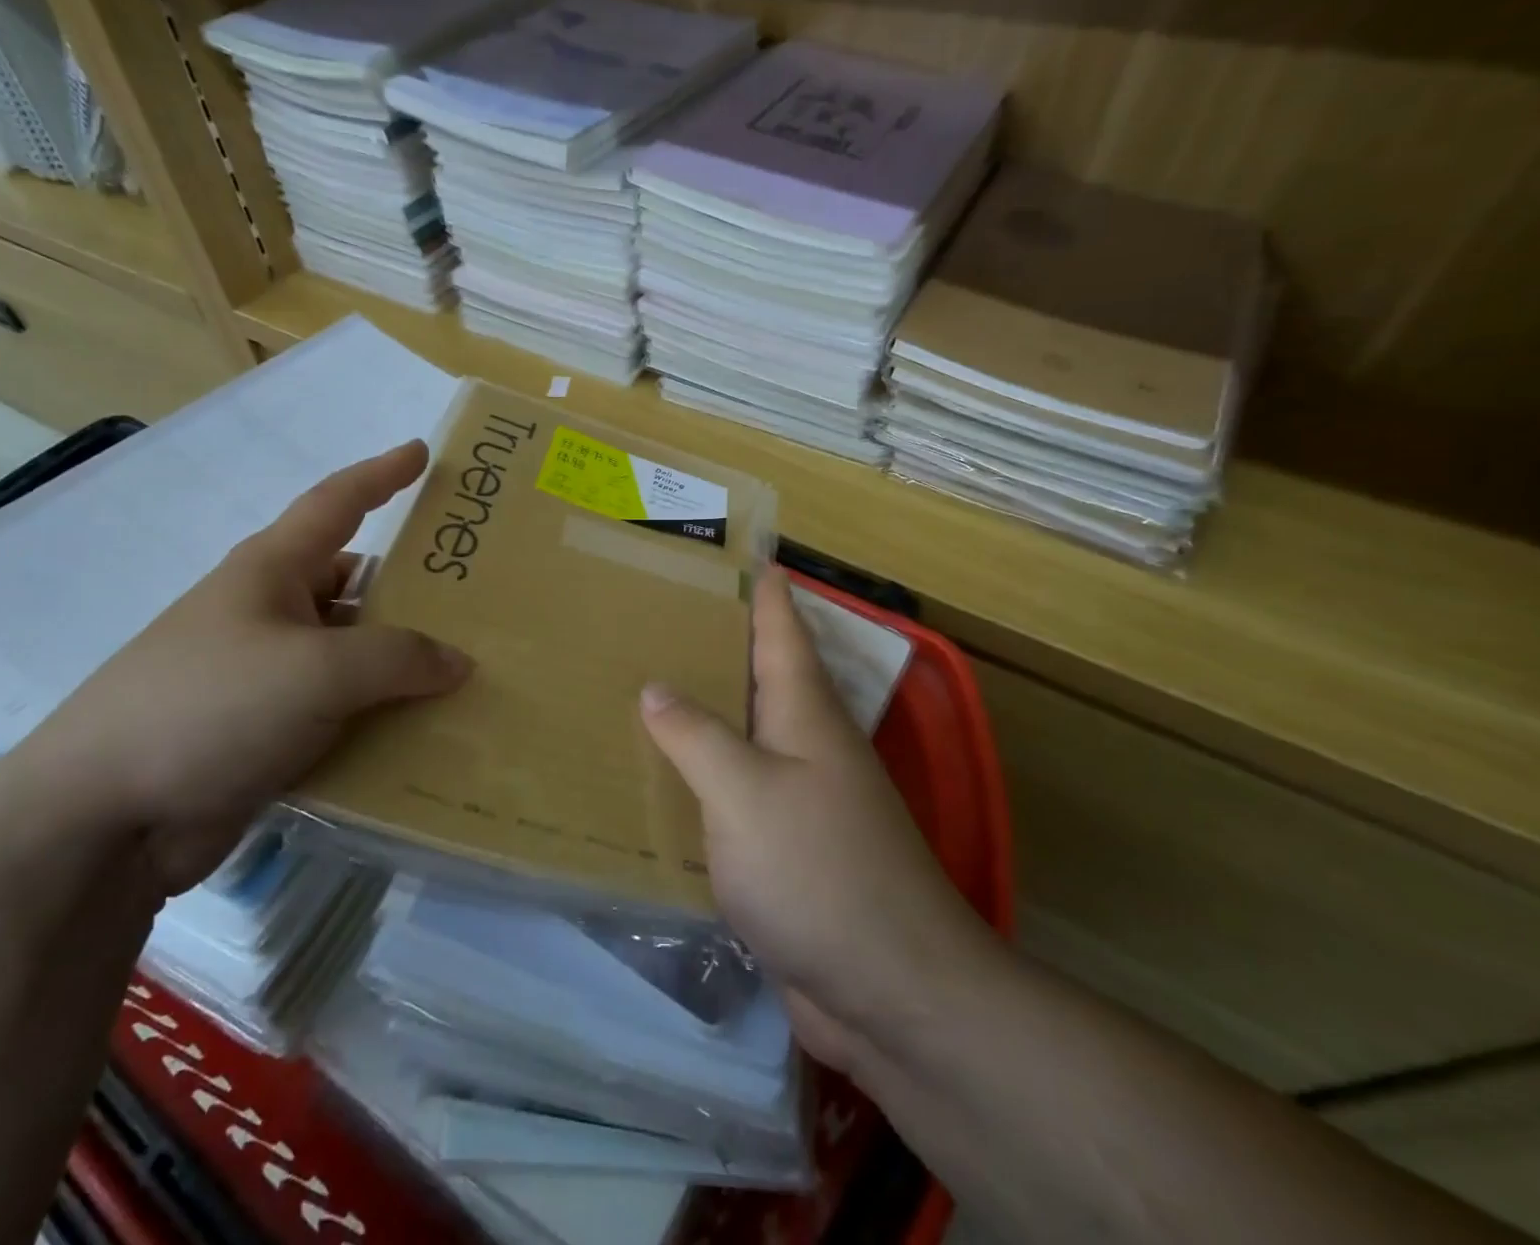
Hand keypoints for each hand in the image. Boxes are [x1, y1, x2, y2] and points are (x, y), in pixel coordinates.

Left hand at [16, 441, 472, 893]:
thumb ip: (398, 658)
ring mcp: (270, 676)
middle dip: (414, 589)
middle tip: (480, 596)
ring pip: (355, 656)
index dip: (382, 474)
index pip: (337, 502)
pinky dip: (382, 718)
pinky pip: (344, 713)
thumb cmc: (210, 706)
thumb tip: (457, 663)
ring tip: (473, 673)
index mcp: (272, 570)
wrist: (103, 819)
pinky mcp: (270, 733)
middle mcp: (272, 613)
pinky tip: (429, 736)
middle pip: (357, 585)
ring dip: (404, 666)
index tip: (422, 452)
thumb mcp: (316, 671)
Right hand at [639, 571, 997, 1075]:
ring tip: (647, 683)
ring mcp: (803, 798)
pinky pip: (737, 794)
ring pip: (746, 734)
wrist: (892, 991)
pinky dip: (704, 777)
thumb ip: (697, 736)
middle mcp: (808, 744)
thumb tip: (656, 686)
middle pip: (761, 675)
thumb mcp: (745, 792)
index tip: (739, 548)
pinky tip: (665, 781)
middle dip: (719, 641)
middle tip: (660, 612)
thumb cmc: (818, 870)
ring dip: (708, 710)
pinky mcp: (789, 849)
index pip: (781, 627)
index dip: (763, 586)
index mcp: (805, 712)